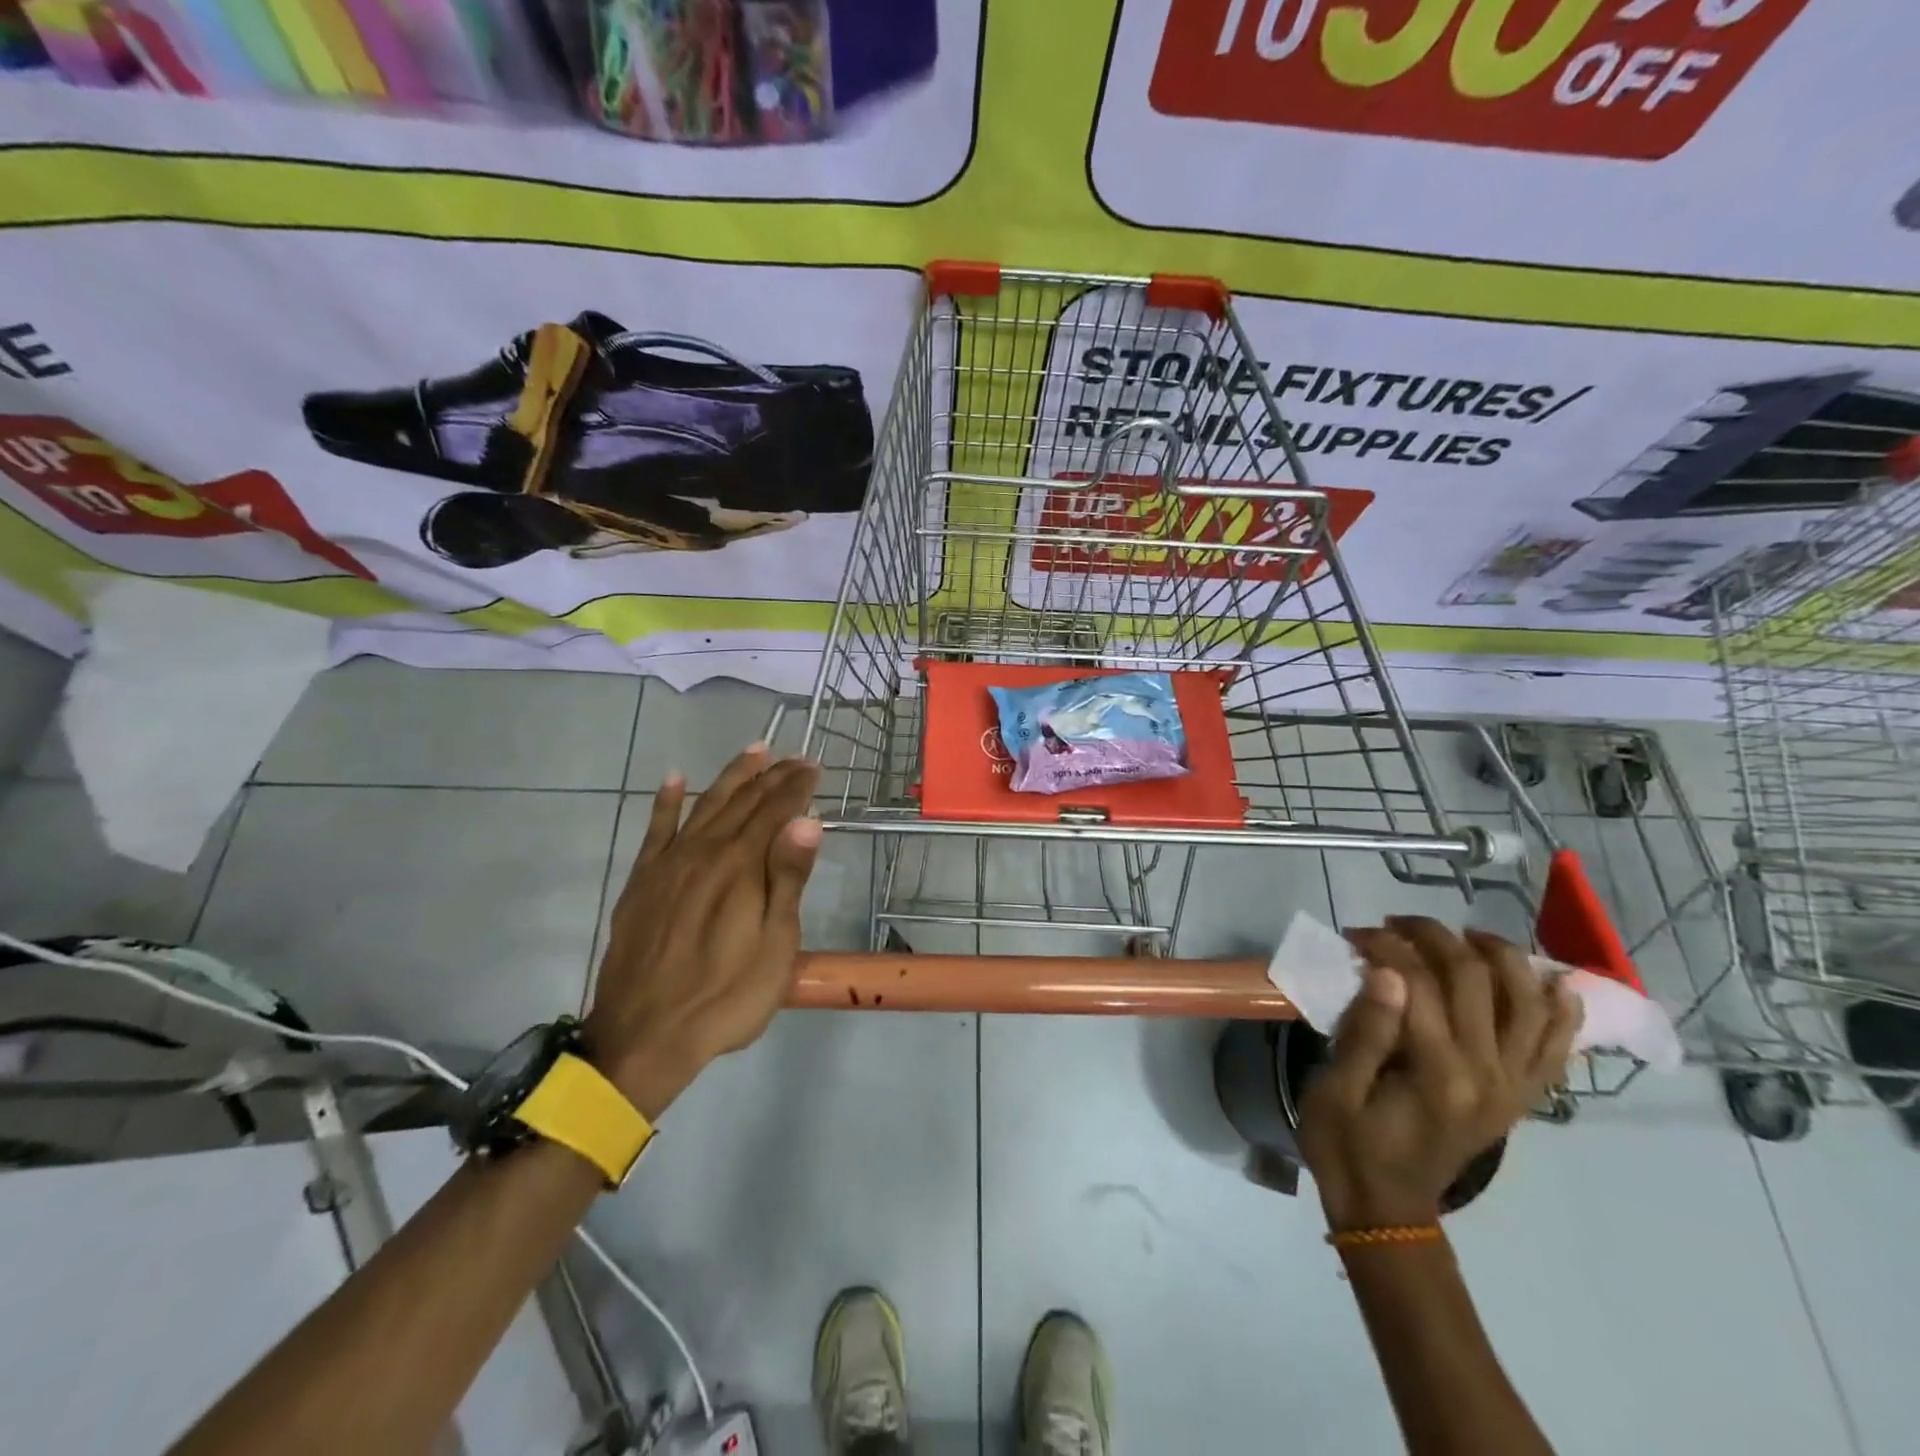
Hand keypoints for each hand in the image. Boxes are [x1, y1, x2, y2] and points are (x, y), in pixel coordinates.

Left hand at [584, 745, 821, 1118]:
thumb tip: (806, 821)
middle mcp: (703, 852)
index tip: (814, 766)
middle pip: (742, 802)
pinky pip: (655, 831)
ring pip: (703, 806)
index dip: (796, 786)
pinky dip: (665, 803)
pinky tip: (674, 780)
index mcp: (740, 866)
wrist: (645, 1037)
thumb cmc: (726, 997)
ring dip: (730, 777)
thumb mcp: (775, 945)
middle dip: (771, 776)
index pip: (774, 811)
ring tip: (752, 752)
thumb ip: (788, 879)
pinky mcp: (642, 883)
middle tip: (793, 756)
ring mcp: (668, 865)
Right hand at [1297, 917, 1582, 1231]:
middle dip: (1434, 937)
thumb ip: (1365, 1032)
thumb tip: (1387, 972)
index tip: (1354, 933)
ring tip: (1463, 936)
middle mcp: (1489, 1074)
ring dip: (1501, 958)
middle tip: (1393, 924)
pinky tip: (1548, 982)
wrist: (1385, 1207)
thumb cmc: (1346, 1145)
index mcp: (1438, 1073)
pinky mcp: (1520, 1096)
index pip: (1421, 984)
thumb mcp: (1334, 1090)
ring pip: (1529, 1003)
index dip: (1386, 946)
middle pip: (1477, 979)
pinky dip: (1559, 1010)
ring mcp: (1513, 1086)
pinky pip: (1556, 1046)